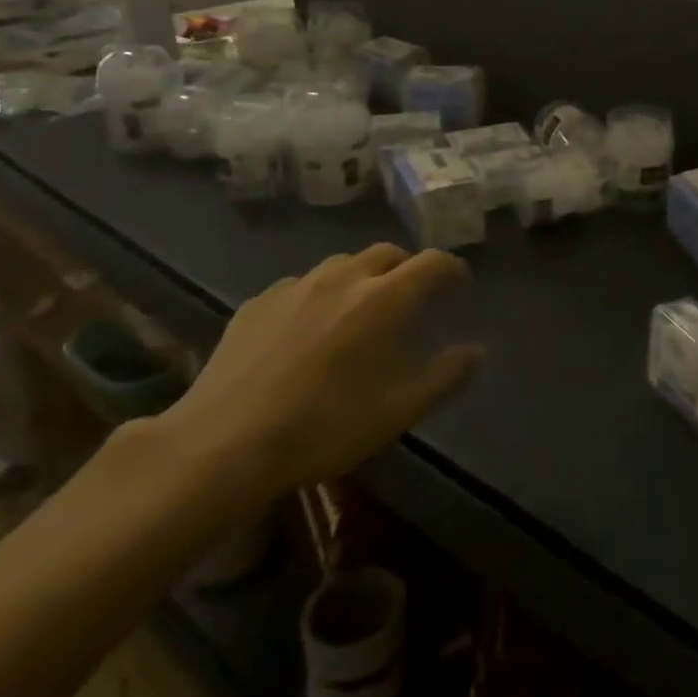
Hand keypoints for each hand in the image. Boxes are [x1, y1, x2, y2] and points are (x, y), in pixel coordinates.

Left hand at [150, 245, 482, 499]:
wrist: (221, 443)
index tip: (459, 284)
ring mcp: (296, 286)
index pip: (432, 262)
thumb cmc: (322, 427)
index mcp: (384, 298)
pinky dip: (319, 295)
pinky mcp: (258, 302)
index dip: (452, 268)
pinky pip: (302, 285)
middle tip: (411, 297)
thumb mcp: (397, 412)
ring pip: (343, 264)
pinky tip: (307, 327)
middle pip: (388, 253)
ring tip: (360, 308)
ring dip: (363, 276)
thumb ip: (444, 377)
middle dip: (407, 268)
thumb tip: (476, 352)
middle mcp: (344, 278)